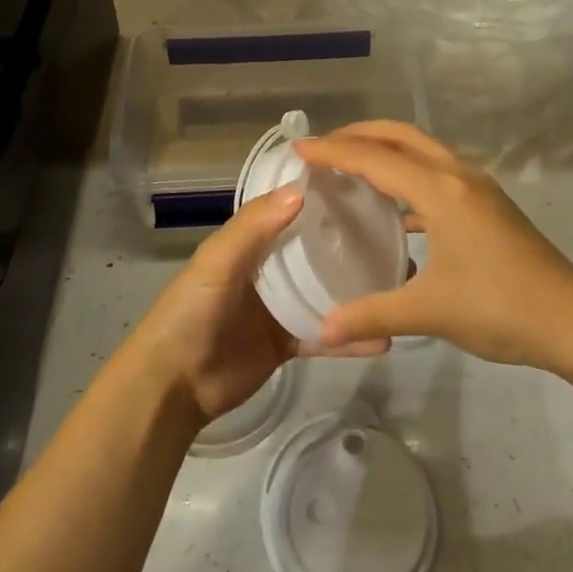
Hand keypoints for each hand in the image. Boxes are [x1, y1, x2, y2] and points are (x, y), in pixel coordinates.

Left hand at [126, 187, 386, 424]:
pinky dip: (350, 339)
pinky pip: (324, 336)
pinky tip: (384, 338)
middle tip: (395, 232)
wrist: (173, 385)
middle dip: (348, 242)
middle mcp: (268, 270)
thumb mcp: (216, 262)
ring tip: (400, 280)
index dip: (319, 199)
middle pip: (314, 250)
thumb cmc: (191, 312)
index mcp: (249, 243)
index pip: (289, 211)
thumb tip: (301, 192)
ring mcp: (279, 308)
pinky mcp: (288, 343)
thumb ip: (253, 228)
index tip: (363, 186)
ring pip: (325, 292)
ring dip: (356, 288)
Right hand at [296, 121, 572, 368]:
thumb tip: (323, 330)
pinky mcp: (487, 203)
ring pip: (422, 151)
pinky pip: (436, 173)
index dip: (334, 151)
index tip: (299, 148)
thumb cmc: (499, 307)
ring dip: (387, 151)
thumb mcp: (429, 312)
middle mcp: (458, 175)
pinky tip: (393, 209)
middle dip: (360, 134)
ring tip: (351, 169)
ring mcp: (477, 187)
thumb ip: (372, 314)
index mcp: (441, 190)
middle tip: (323, 148)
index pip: (375, 158)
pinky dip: (408, 176)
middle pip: (402, 135)